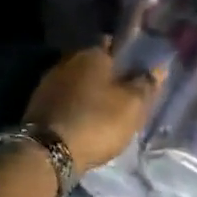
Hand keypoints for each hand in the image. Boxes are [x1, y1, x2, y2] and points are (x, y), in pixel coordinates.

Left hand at [25, 45, 162, 174]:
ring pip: (76, 80)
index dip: (125, 55)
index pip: (113, 44)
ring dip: (88, 90)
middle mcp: (68, 60)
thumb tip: (159, 68)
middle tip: (122, 91)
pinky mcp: (37, 103)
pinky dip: (74, 104)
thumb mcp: (132, 106)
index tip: (135, 70)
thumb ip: (146, 85)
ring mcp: (49, 81)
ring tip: (103, 107)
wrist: (48, 152)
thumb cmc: (97, 122)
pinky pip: (64, 98)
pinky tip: (82, 117)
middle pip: (92, 63)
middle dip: (105, 74)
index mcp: (93, 54)